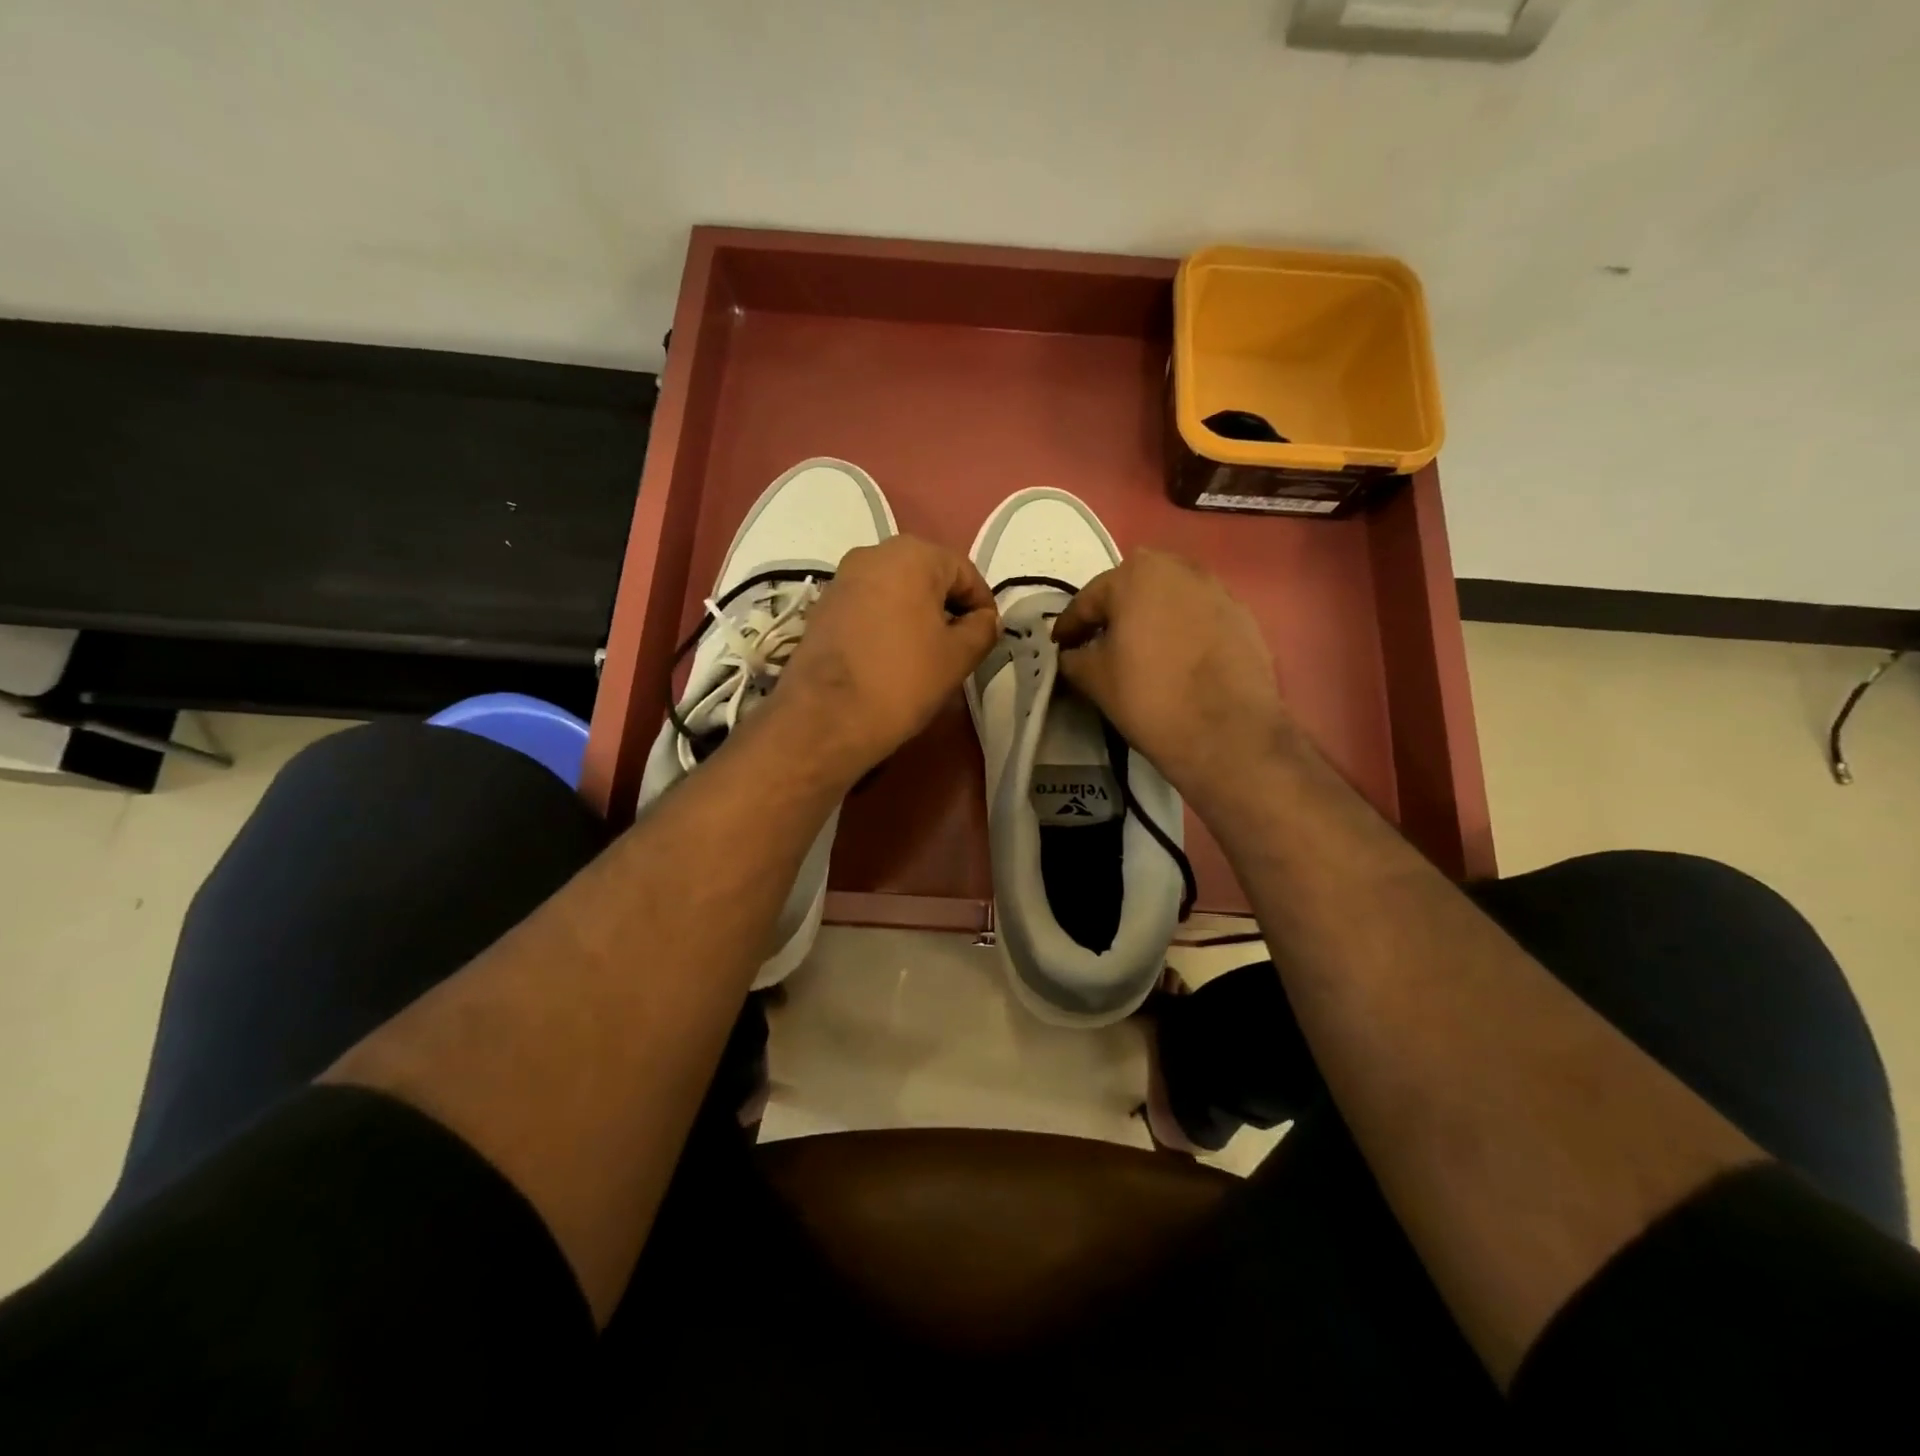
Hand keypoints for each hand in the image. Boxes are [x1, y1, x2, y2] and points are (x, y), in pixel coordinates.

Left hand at [774, 535, 998, 784]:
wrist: (826, 718)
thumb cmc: (903, 680)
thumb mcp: (958, 656)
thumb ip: (982, 628)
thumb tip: (985, 619)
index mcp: (912, 555)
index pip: (964, 572)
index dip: (982, 605)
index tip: (988, 637)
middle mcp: (873, 553)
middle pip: (927, 576)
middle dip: (947, 607)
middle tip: (960, 646)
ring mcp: (842, 578)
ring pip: (896, 590)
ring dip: (916, 615)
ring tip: (926, 654)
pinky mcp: (822, 606)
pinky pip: (868, 606)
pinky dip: (887, 623)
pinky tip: (892, 657)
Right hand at [1052, 549, 1290, 810]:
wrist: (1228, 732)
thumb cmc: (1150, 697)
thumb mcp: (1094, 678)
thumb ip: (1073, 657)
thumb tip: (1072, 654)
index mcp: (1137, 575)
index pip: (1089, 600)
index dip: (1069, 627)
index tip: (1058, 646)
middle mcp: (1180, 569)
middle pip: (1133, 590)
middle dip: (1114, 614)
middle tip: (1098, 644)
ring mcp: (1219, 591)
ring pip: (1170, 602)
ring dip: (1151, 620)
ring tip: (1140, 652)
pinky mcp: (1245, 618)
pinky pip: (1200, 619)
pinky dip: (1183, 633)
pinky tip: (1177, 662)